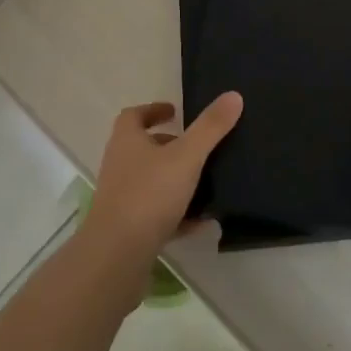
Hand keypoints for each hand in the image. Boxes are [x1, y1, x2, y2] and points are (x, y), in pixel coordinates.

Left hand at [86, 93, 242, 270]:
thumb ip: (210, 127)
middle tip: (197, 147)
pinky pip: (156, 215)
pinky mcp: (128, 229)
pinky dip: (178, 216)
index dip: (153, 111)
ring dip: (175, 181)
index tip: (176, 112)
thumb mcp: (186, 156)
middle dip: (169, 146)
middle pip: (142, 149)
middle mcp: (119, 166)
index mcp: (127, 141)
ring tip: (206, 183)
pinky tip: (203, 222)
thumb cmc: (149, 194)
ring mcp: (121, 199)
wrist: (117, 255)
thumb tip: (233, 95)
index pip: (133, 116)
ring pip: (151, 183)